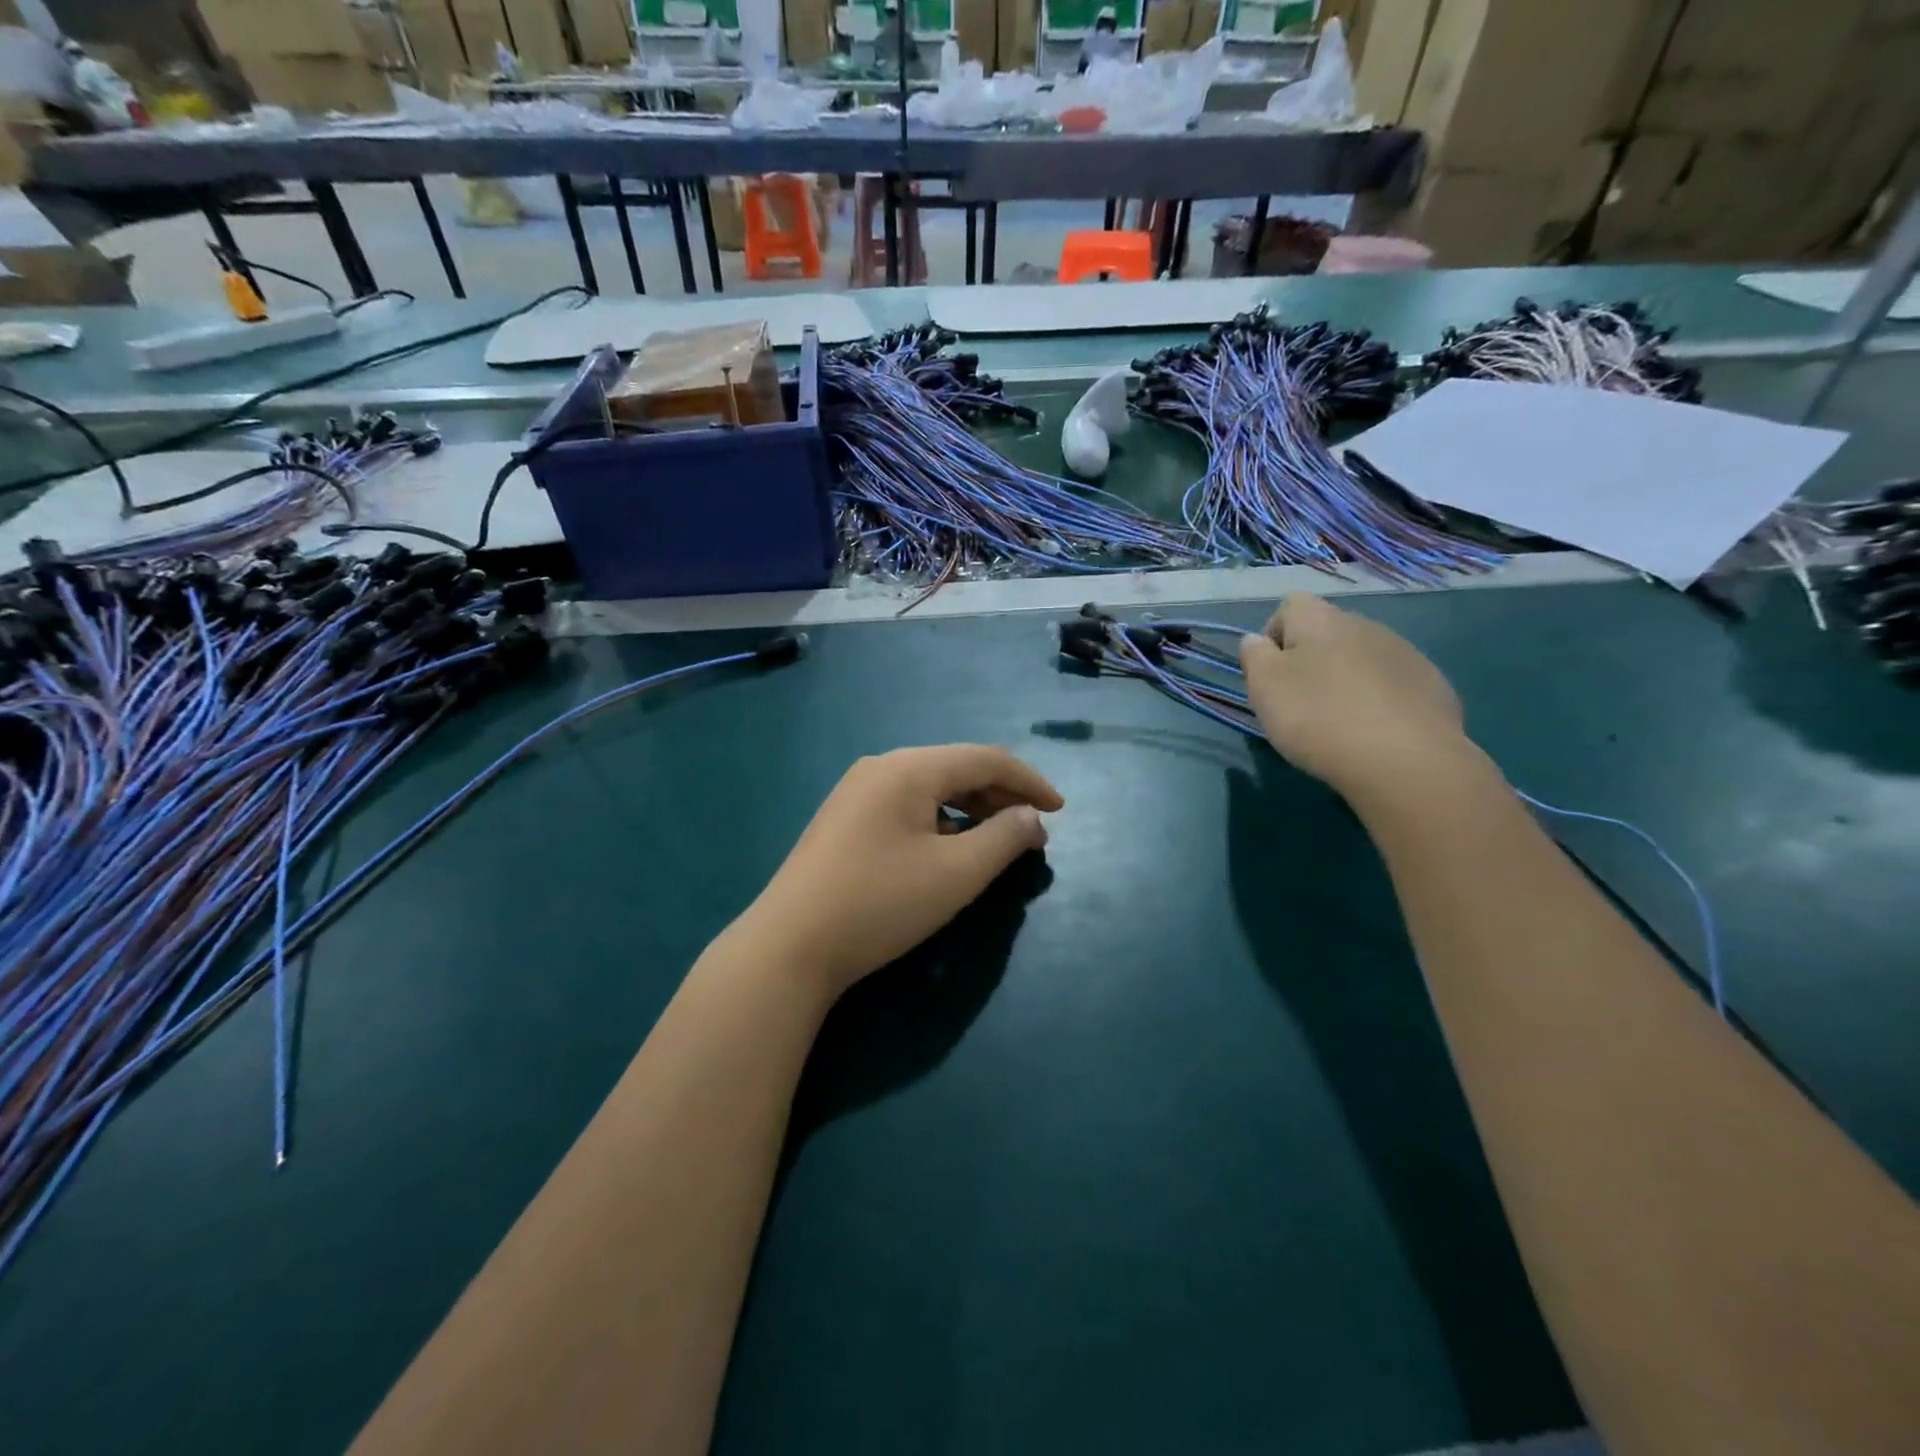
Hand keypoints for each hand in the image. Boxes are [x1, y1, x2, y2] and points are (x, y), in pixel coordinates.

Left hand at [740, 745, 1063, 999]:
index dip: (1029, 781)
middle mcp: (881, 767)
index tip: (1061, 810)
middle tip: (1033, 830)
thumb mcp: (956, 874)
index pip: (985, 758)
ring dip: (971, 809)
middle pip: (956, 768)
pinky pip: (906, 806)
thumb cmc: (880, 904)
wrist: (789, 946)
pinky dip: (940, 821)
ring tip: (997, 841)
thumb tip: (1032, 818)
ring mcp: (856, 792)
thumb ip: (1004, 839)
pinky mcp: (843, 820)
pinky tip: (948, 850)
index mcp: (909, 768)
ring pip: (930, 788)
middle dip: (1001, 795)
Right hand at [1238, 594, 1475, 804]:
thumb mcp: (1264, 688)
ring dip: (1346, 680)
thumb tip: (1257, 641)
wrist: (1406, 760)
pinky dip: (1379, 702)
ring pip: (1361, 658)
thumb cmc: (1318, 718)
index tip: (1271, 676)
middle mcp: (1365, 625)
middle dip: (1311, 661)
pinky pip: (1393, 684)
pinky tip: (1374, 733)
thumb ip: (1254, 656)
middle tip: (1300, 705)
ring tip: (1339, 723)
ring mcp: (1405, 653)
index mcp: (1321, 621)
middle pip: (1327, 633)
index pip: (1290, 605)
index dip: (1274, 636)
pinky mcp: (1433, 685)